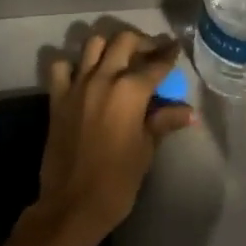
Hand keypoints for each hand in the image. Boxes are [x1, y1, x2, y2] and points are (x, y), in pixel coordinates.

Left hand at [38, 27, 195, 245]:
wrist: (72, 204)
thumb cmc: (117, 180)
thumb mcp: (146, 149)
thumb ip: (163, 122)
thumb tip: (188, 112)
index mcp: (131, 90)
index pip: (156, 64)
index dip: (169, 55)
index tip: (175, 48)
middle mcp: (104, 78)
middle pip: (124, 41)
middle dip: (141, 41)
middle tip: (151, 51)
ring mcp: (77, 85)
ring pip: (92, 44)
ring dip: (109, 45)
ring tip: (119, 57)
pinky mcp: (57, 97)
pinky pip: (61, 67)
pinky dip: (72, 64)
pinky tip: (83, 75)